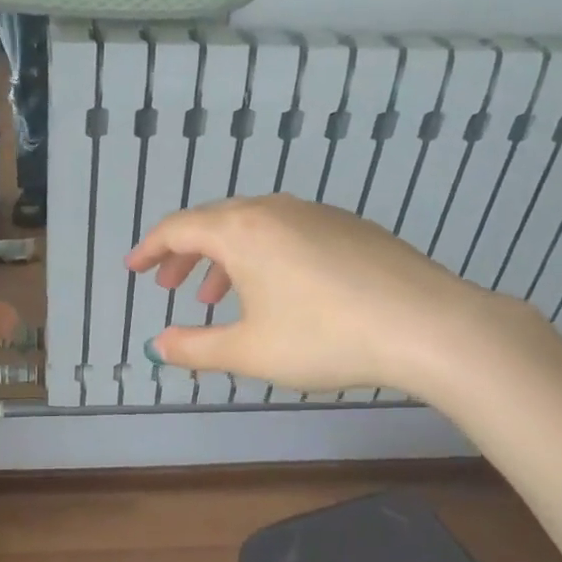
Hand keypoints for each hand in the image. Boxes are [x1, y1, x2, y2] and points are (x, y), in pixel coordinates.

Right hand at [126, 194, 517, 398]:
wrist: (426, 324)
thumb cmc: (324, 337)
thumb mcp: (249, 351)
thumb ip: (196, 347)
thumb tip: (157, 346)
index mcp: (241, 230)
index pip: (178, 228)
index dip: (150, 249)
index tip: (134, 269)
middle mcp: (275, 209)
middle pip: (214, 222)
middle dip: (186, 253)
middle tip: (171, 285)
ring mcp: (317, 214)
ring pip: (254, 227)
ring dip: (226, 258)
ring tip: (219, 297)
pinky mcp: (350, 227)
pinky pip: (288, 232)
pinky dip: (264, 256)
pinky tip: (278, 291)